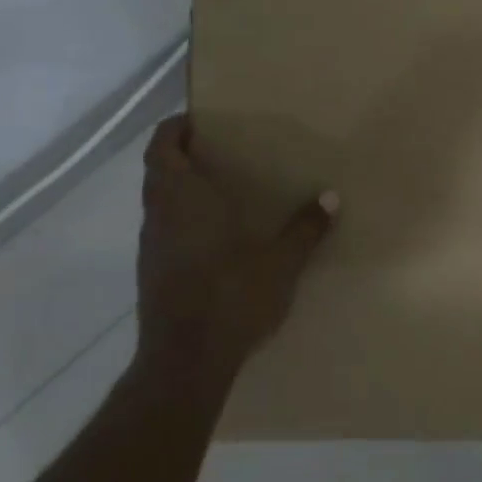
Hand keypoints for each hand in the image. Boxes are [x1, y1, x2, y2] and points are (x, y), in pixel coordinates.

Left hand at [136, 114, 336, 382]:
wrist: (185, 362)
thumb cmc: (230, 298)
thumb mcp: (280, 263)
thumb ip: (305, 228)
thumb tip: (331, 197)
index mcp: (182, 200)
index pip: (161, 149)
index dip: (173, 128)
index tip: (197, 119)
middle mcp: (158, 217)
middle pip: (157, 171)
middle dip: (179, 154)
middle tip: (216, 147)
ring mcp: (150, 247)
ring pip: (157, 201)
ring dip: (178, 186)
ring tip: (219, 185)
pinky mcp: (152, 273)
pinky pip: (162, 228)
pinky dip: (180, 216)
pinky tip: (214, 232)